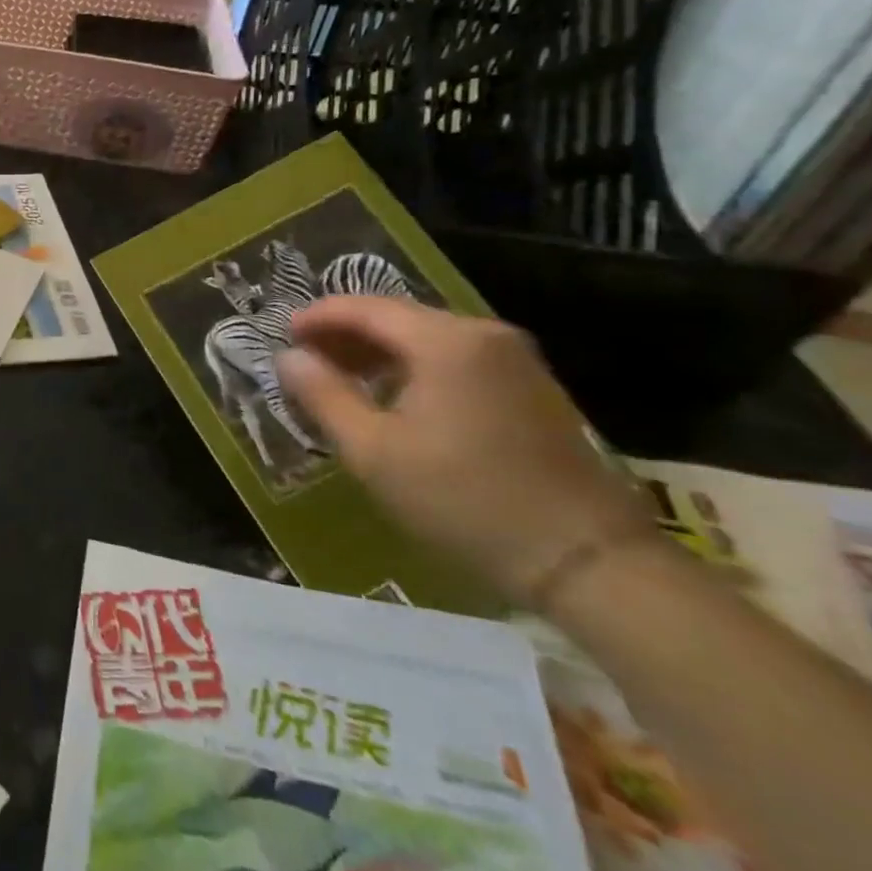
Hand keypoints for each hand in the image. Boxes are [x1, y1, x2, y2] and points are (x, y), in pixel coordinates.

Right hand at [275, 297, 656, 605]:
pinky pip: (455, 360)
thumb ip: (323, 395)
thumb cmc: (465, 500)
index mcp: (446, 340)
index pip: (366, 307)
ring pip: (427, 339)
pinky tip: (393, 398)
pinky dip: (414, 368)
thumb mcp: (374, 451)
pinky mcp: (531, 389)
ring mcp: (515, 361)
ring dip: (378, 353)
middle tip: (305, 359)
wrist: (589, 562)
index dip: (318, 317)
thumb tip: (288, 358)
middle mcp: (484, 335)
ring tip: (340, 379)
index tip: (282, 335)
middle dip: (346, 334)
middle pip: (398, 318)